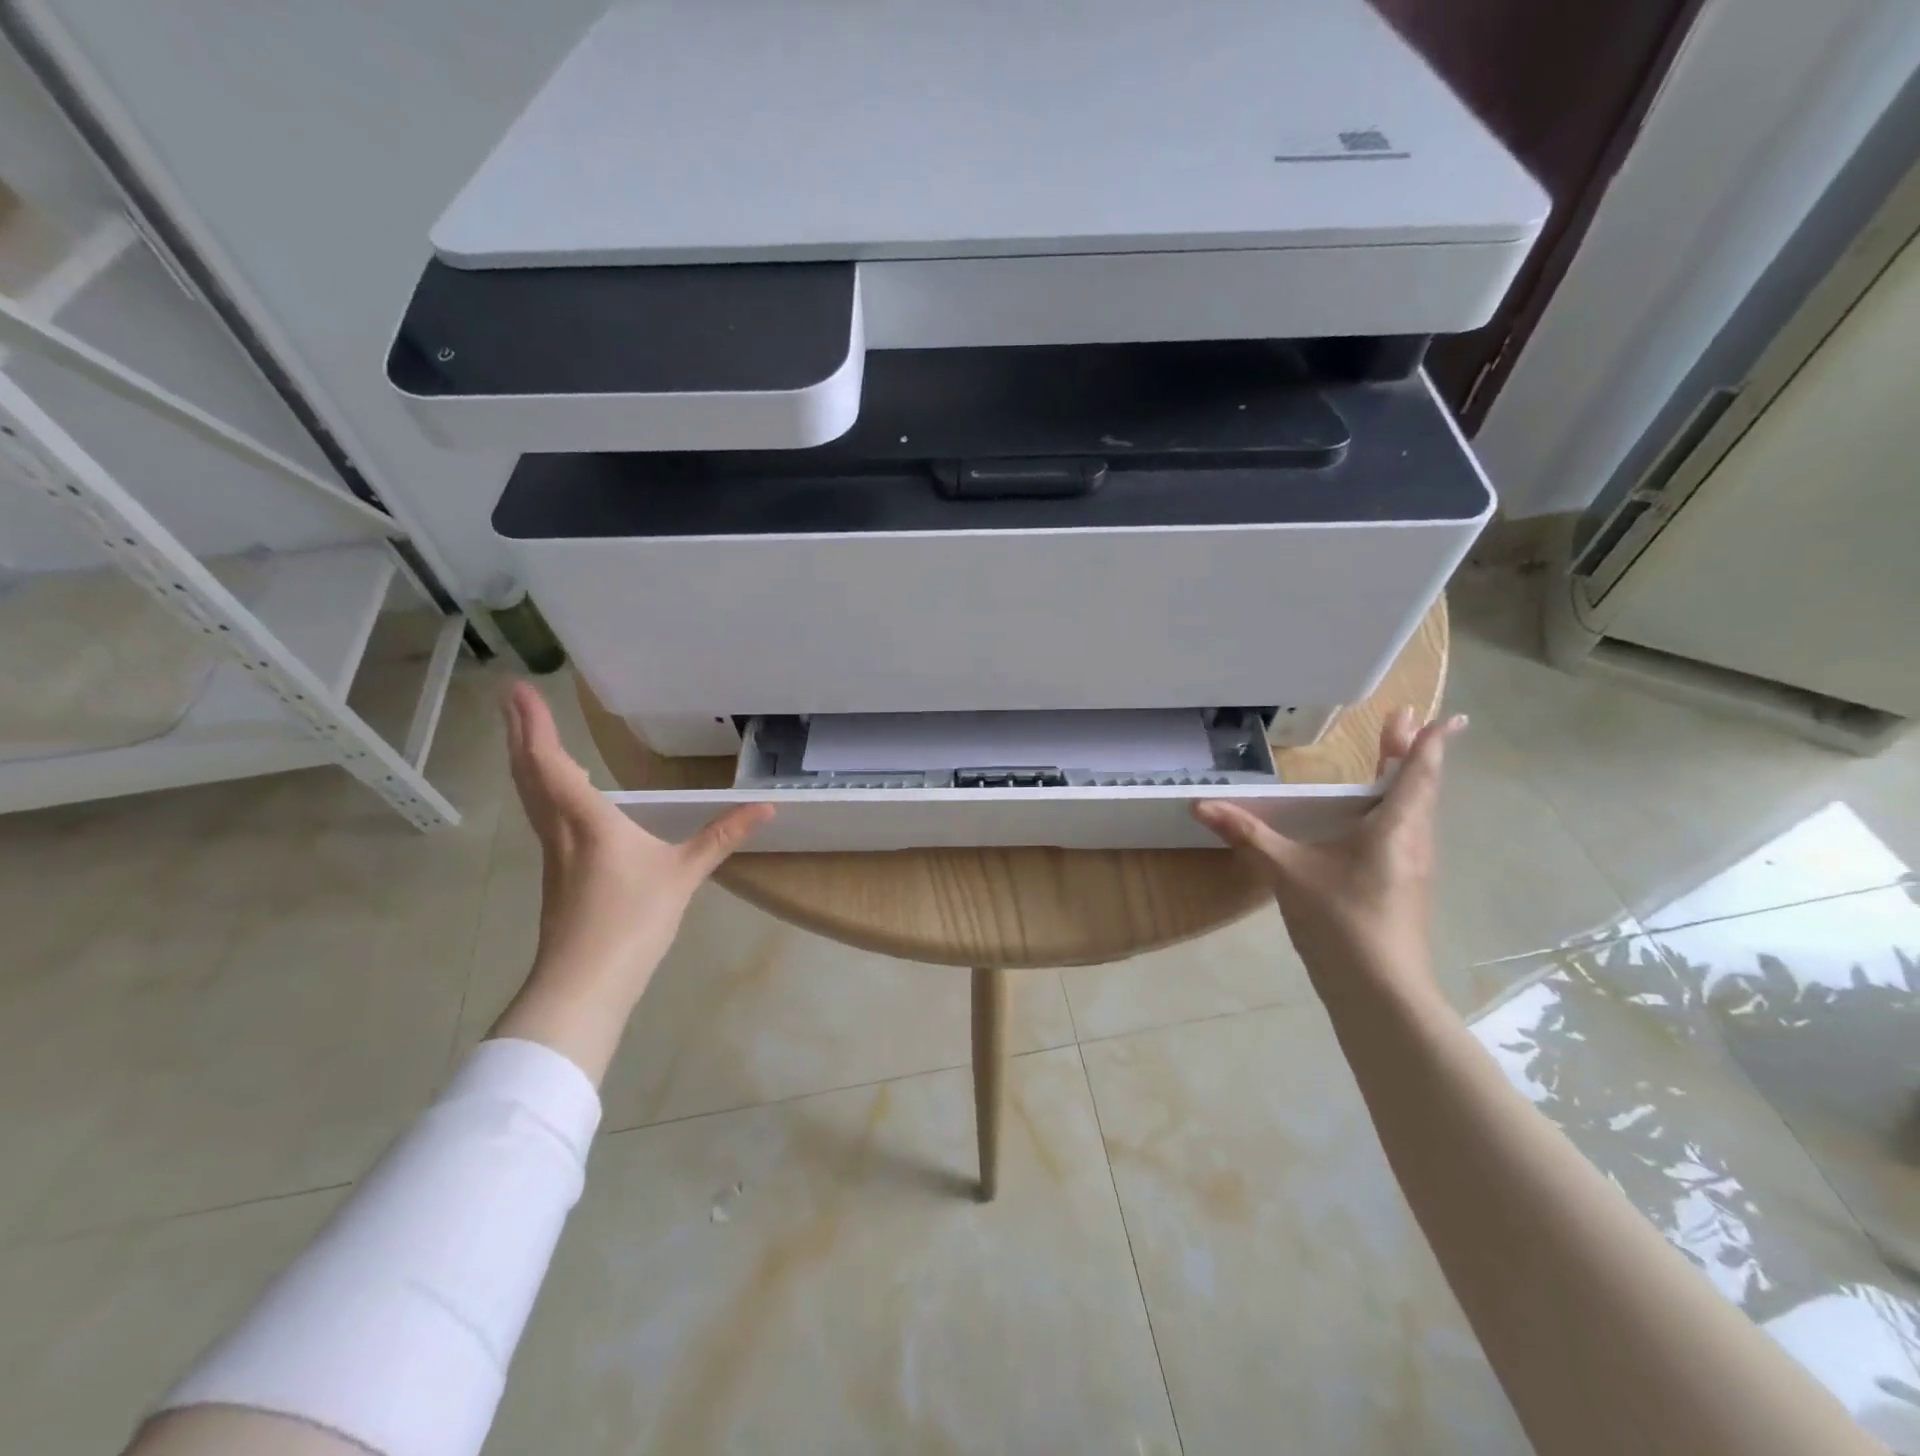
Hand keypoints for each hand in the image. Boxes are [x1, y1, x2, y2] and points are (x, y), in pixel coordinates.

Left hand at [491, 681, 772, 1081]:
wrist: (583, 983)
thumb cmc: (632, 921)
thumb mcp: (684, 874)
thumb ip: (722, 837)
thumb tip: (766, 807)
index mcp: (587, 821)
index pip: (553, 763)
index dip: (534, 725)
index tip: (519, 689)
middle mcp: (559, 830)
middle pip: (530, 773)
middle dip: (519, 733)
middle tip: (511, 697)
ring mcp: (552, 854)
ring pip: (530, 796)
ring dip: (525, 759)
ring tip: (526, 734)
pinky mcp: (556, 874)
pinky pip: (542, 816)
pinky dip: (541, 789)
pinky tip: (557, 794)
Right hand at [1194, 707, 1465, 1012]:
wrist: (1380, 994)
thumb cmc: (1343, 922)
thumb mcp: (1288, 873)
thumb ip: (1248, 836)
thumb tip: (1201, 805)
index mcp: (1394, 830)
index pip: (1415, 775)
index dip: (1425, 743)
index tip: (1443, 716)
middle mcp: (1411, 843)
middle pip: (1416, 789)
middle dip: (1409, 753)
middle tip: (1403, 721)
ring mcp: (1410, 870)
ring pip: (1412, 814)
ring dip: (1403, 783)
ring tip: (1388, 762)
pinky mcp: (1402, 891)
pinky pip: (1402, 837)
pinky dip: (1393, 813)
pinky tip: (1371, 825)